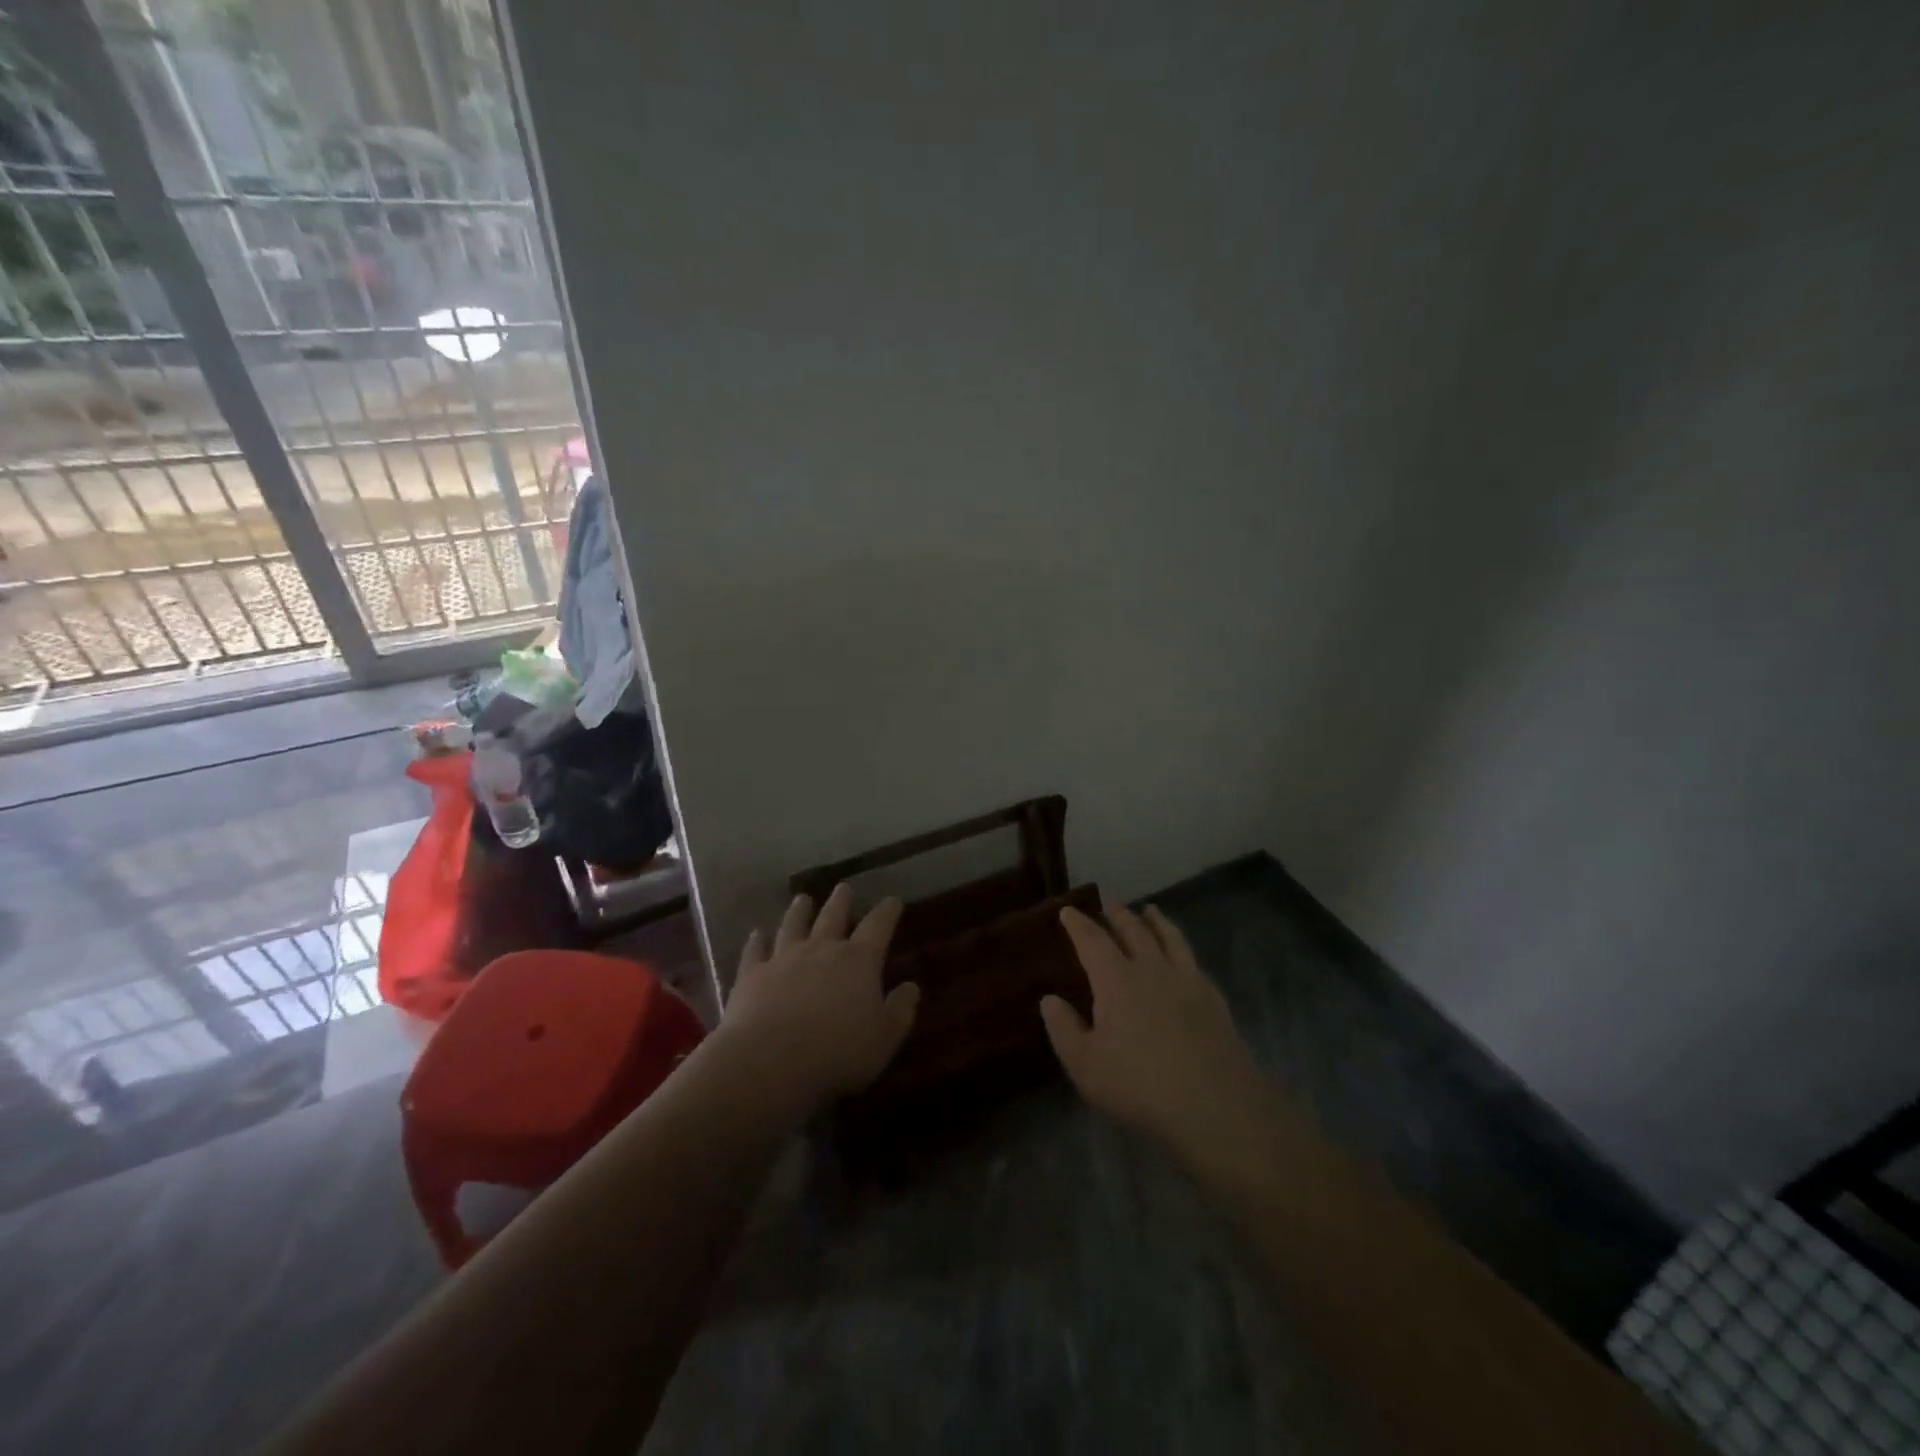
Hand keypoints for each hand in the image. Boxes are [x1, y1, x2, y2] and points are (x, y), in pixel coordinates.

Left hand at [718, 883, 919, 1118]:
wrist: (770, 1059)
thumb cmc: (838, 1051)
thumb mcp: (884, 1037)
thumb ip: (900, 1010)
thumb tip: (911, 987)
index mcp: (858, 960)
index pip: (878, 926)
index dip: (887, 912)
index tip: (893, 900)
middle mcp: (821, 949)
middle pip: (832, 917)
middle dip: (840, 901)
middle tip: (843, 887)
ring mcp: (783, 958)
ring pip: (793, 925)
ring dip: (799, 911)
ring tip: (802, 899)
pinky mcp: (752, 975)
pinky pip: (755, 951)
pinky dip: (757, 941)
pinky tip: (757, 934)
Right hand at [1041, 903, 1268, 1162]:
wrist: (1214, 1104)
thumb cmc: (1139, 1085)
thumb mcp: (1085, 1065)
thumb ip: (1064, 1029)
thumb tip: (1049, 1000)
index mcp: (1116, 980)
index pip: (1092, 941)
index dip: (1078, 924)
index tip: (1068, 911)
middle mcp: (1151, 968)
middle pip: (1134, 930)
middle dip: (1118, 914)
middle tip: (1109, 901)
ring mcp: (1187, 980)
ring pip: (1170, 937)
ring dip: (1156, 920)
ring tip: (1150, 910)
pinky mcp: (1214, 998)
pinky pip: (1194, 960)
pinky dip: (1182, 948)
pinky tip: (1183, 955)